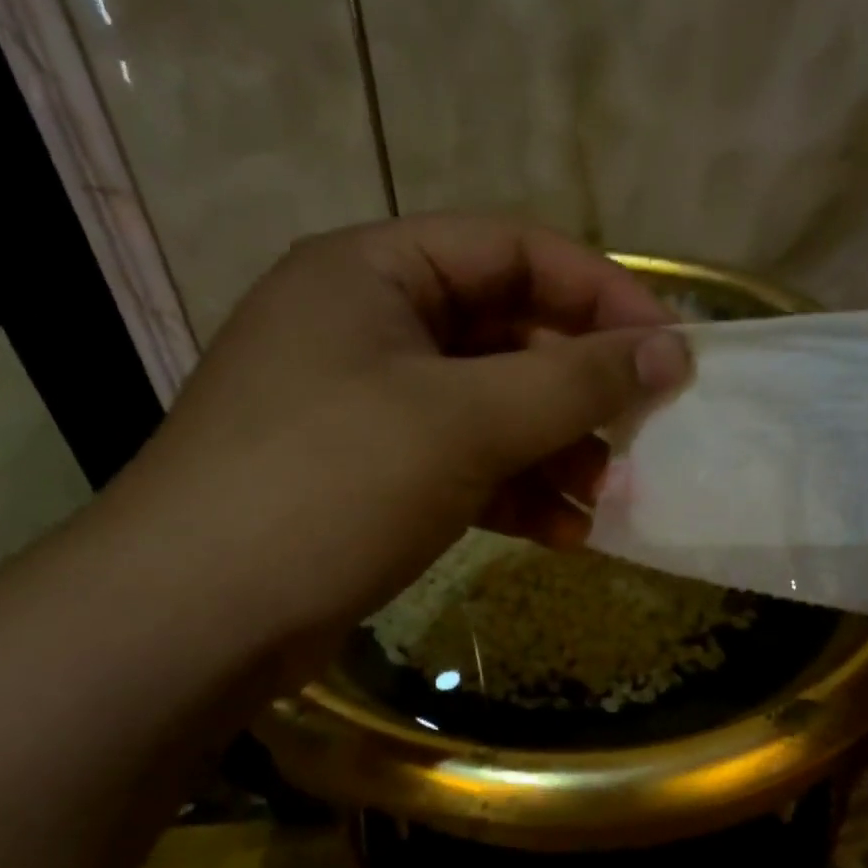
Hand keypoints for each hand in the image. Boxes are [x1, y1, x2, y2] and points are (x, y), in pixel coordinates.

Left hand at [102, 215, 688, 653]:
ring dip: (555, 447)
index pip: (515, 251)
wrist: (195, 616)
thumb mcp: (464, 421)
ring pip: (490, 407)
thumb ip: (574, 381)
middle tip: (643, 431)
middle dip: (578, 386)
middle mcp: (368, 324)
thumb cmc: (331, 483)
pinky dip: (516, 491)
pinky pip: (464, 463)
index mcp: (376, 271)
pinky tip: (565, 532)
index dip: (600, 294)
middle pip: (506, 332)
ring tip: (610, 494)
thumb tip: (672, 353)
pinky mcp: (369, 475)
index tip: (668, 349)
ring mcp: (366, 404)